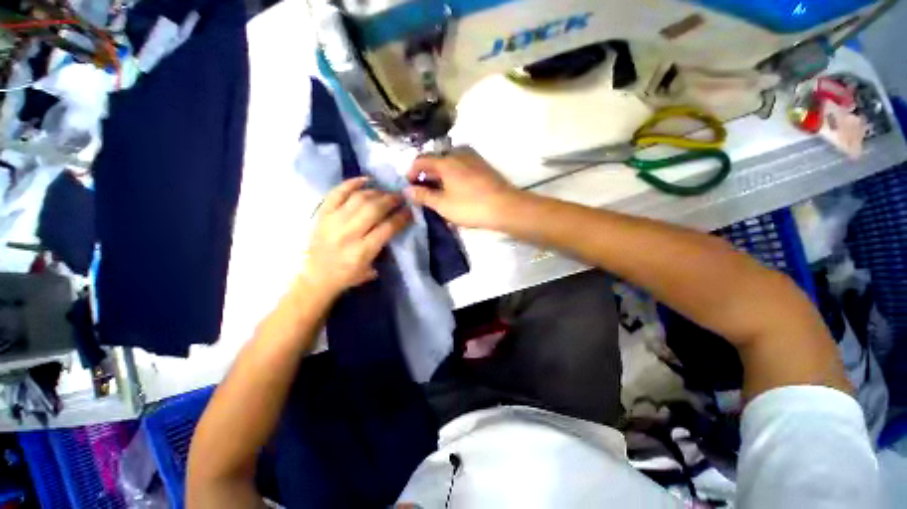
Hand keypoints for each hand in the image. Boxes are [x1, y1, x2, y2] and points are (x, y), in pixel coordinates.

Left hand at [303, 177, 410, 295]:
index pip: (387, 227)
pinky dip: (352, 183)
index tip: (410, 211)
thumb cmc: (347, 276)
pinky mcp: (322, 214)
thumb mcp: (371, 268)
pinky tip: (366, 180)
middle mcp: (348, 233)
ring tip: (386, 192)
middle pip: (374, 209)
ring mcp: (333, 221)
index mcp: (362, 251)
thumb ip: (384, 247)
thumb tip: (395, 225)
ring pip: (359, 198)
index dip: (402, 216)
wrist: (316, 277)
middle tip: (401, 197)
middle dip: (392, 200)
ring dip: (377, 192)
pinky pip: (337, 192)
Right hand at [406, 147, 523, 228]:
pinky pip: (461, 166)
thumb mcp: (443, 204)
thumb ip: (423, 196)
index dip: (411, 172)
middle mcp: (458, 154)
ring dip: (440, 175)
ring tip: (440, 192)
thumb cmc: (470, 206)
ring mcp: (473, 158)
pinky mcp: (483, 166)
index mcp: (446, 161)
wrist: (505, 207)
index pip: (421, 160)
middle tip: (424, 192)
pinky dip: (453, 175)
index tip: (410, 187)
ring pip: (449, 163)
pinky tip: (456, 189)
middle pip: (436, 160)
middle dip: (427, 175)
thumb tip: (407, 190)